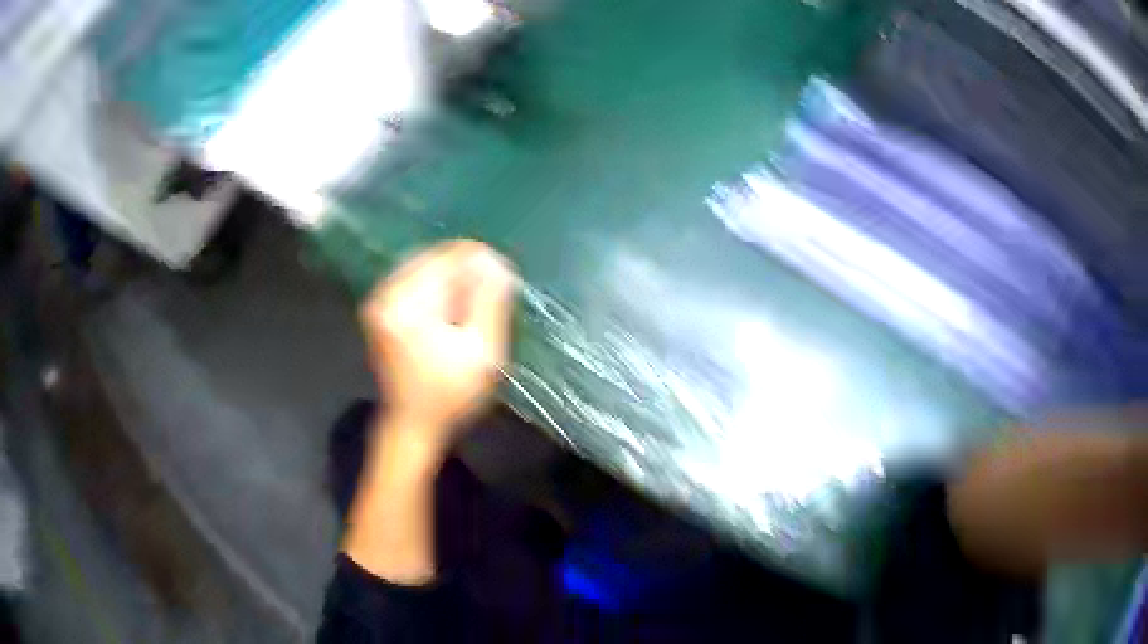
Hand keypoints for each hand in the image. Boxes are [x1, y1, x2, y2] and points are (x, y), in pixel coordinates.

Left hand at [359, 240, 516, 447]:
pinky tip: (449, 318)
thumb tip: (493, 261)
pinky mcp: (380, 310)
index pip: (448, 257)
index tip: (501, 284)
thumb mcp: (482, 351)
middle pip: (434, 259)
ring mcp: (378, 301)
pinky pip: (414, 283)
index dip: (480, 263)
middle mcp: (385, 294)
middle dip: (464, 274)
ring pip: (425, 269)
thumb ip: (489, 301)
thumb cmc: (450, 395)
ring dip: (451, 284)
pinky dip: (436, 293)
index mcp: (406, 302)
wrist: (412, 426)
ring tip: (467, 315)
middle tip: (484, 306)